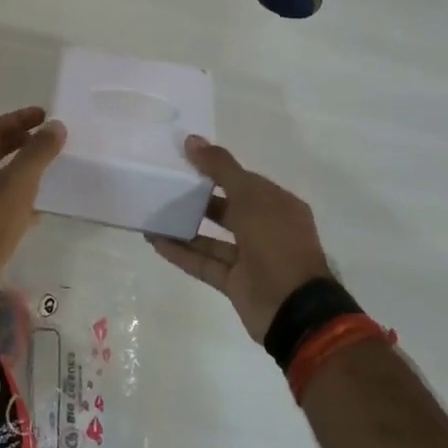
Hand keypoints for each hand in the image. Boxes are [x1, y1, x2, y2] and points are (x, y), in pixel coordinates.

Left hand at [0, 107, 66, 322]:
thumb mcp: (17, 183)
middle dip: (19, 142)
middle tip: (47, 137)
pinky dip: (17, 198)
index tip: (45, 115)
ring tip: (47, 167)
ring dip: (19, 170)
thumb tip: (56, 125)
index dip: (19, 119)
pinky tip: (38, 208)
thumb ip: (38, 152)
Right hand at [148, 136, 333, 340]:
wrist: (293, 308)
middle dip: (199, 197)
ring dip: (185, 227)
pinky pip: (204, 263)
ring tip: (154, 213)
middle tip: (165, 185)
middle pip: (227, 208)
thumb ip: (220, 168)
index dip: (216, 169)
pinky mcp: (235, 283)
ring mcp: (250, 258)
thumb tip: (192, 140)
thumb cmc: (277, 242)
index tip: (184, 160)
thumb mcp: (250, 196)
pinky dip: (181, 253)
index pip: (244, 181)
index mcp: (278, 205)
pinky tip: (155, 241)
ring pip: (212, 238)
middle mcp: (266, 229)